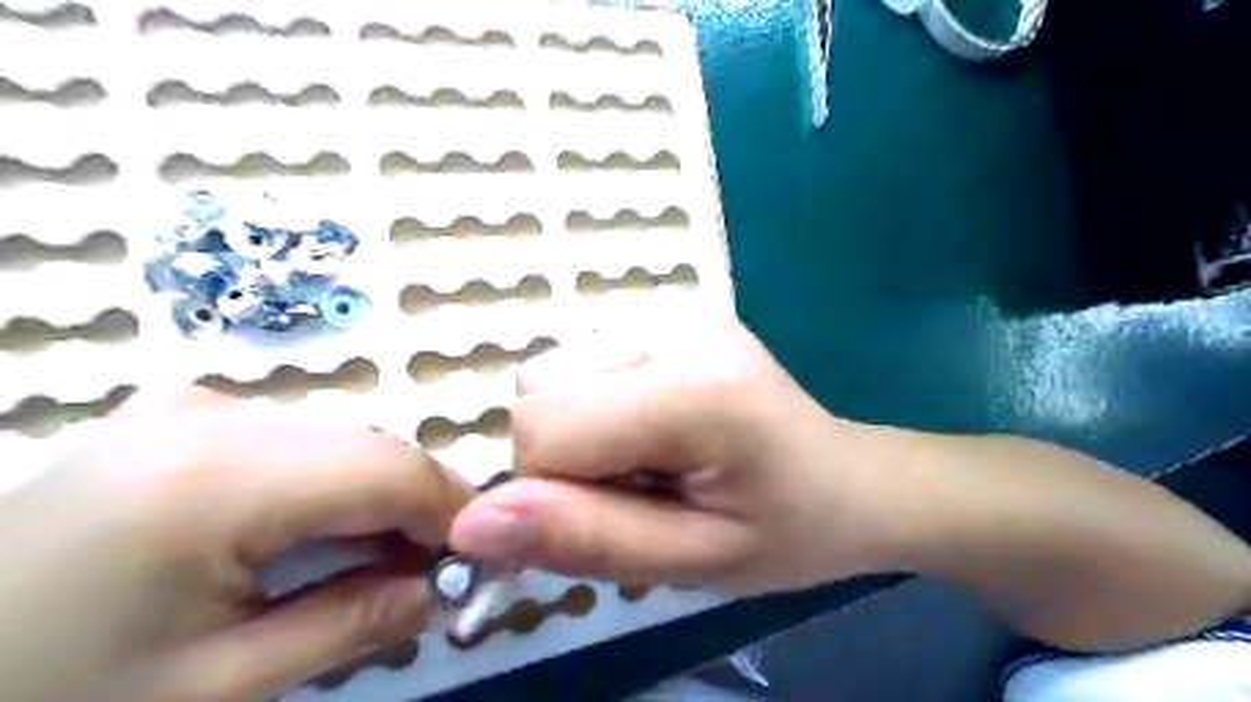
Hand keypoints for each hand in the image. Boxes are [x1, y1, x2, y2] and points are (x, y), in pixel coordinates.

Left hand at [1, 390, 469, 701]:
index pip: (389, 469)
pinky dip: (334, 485)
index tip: (480, 561)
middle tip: (432, 574)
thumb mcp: (215, 687)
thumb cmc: (48, 696)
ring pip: (342, 440)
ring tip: (378, 561)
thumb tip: (444, 590)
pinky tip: (318, 535)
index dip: (453, 510)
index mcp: (214, 478)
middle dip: (418, 508)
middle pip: (370, 448)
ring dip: (378, 497)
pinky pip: (300, 441)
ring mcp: (193, 405)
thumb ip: (352, 625)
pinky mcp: (183, 414)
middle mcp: (213, 413)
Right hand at [449, 315, 911, 595]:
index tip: (614, 514)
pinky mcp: (668, 309)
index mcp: (694, 388)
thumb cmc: (784, 531)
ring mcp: (672, 308)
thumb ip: (584, 538)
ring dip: (581, 427)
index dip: (556, 490)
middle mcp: (676, 324)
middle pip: (539, 388)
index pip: (545, 428)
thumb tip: (469, 524)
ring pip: (552, 370)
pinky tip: (653, 424)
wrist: (846, 479)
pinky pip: (581, 360)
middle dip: (565, 455)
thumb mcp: (689, 562)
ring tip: (650, 456)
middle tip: (637, 486)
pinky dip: (596, 403)